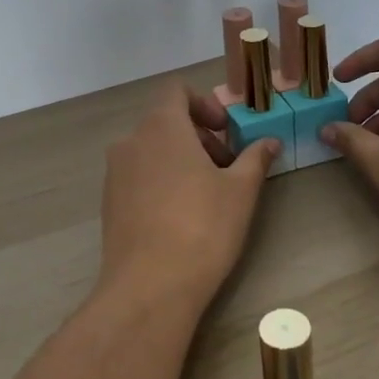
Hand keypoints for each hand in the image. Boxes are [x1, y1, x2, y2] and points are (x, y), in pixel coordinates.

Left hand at [98, 82, 279, 307]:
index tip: (226, 131)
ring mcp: (115, 173)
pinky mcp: (109, 203)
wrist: (149, 287)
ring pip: (152, 150)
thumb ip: (255, 158)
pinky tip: (181, 216)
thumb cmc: (202, 228)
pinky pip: (138, 176)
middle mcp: (131, 141)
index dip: (205, 103)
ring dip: (181, 160)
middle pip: (166, 121)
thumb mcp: (240, 191)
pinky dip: (161, 181)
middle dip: (200, 137)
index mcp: (161, 127)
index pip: (176, 91)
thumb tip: (269, 141)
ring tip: (207, 195)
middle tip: (227, 168)